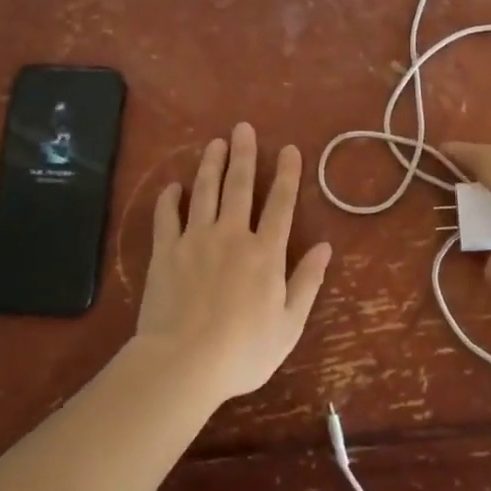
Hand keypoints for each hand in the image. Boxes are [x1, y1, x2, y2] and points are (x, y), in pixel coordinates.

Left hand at [132, 122, 331, 403]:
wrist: (183, 362)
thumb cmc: (243, 350)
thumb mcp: (289, 324)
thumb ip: (307, 281)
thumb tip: (325, 247)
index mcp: (265, 252)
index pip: (280, 204)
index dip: (287, 174)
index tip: (289, 149)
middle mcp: (232, 235)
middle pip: (240, 186)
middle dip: (244, 155)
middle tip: (243, 128)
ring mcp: (195, 240)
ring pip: (204, 192)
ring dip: (210, 165)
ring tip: (214, 143)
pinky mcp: (165, 252)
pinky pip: (167, 217)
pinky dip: (170, 199)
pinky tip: (173, 186)